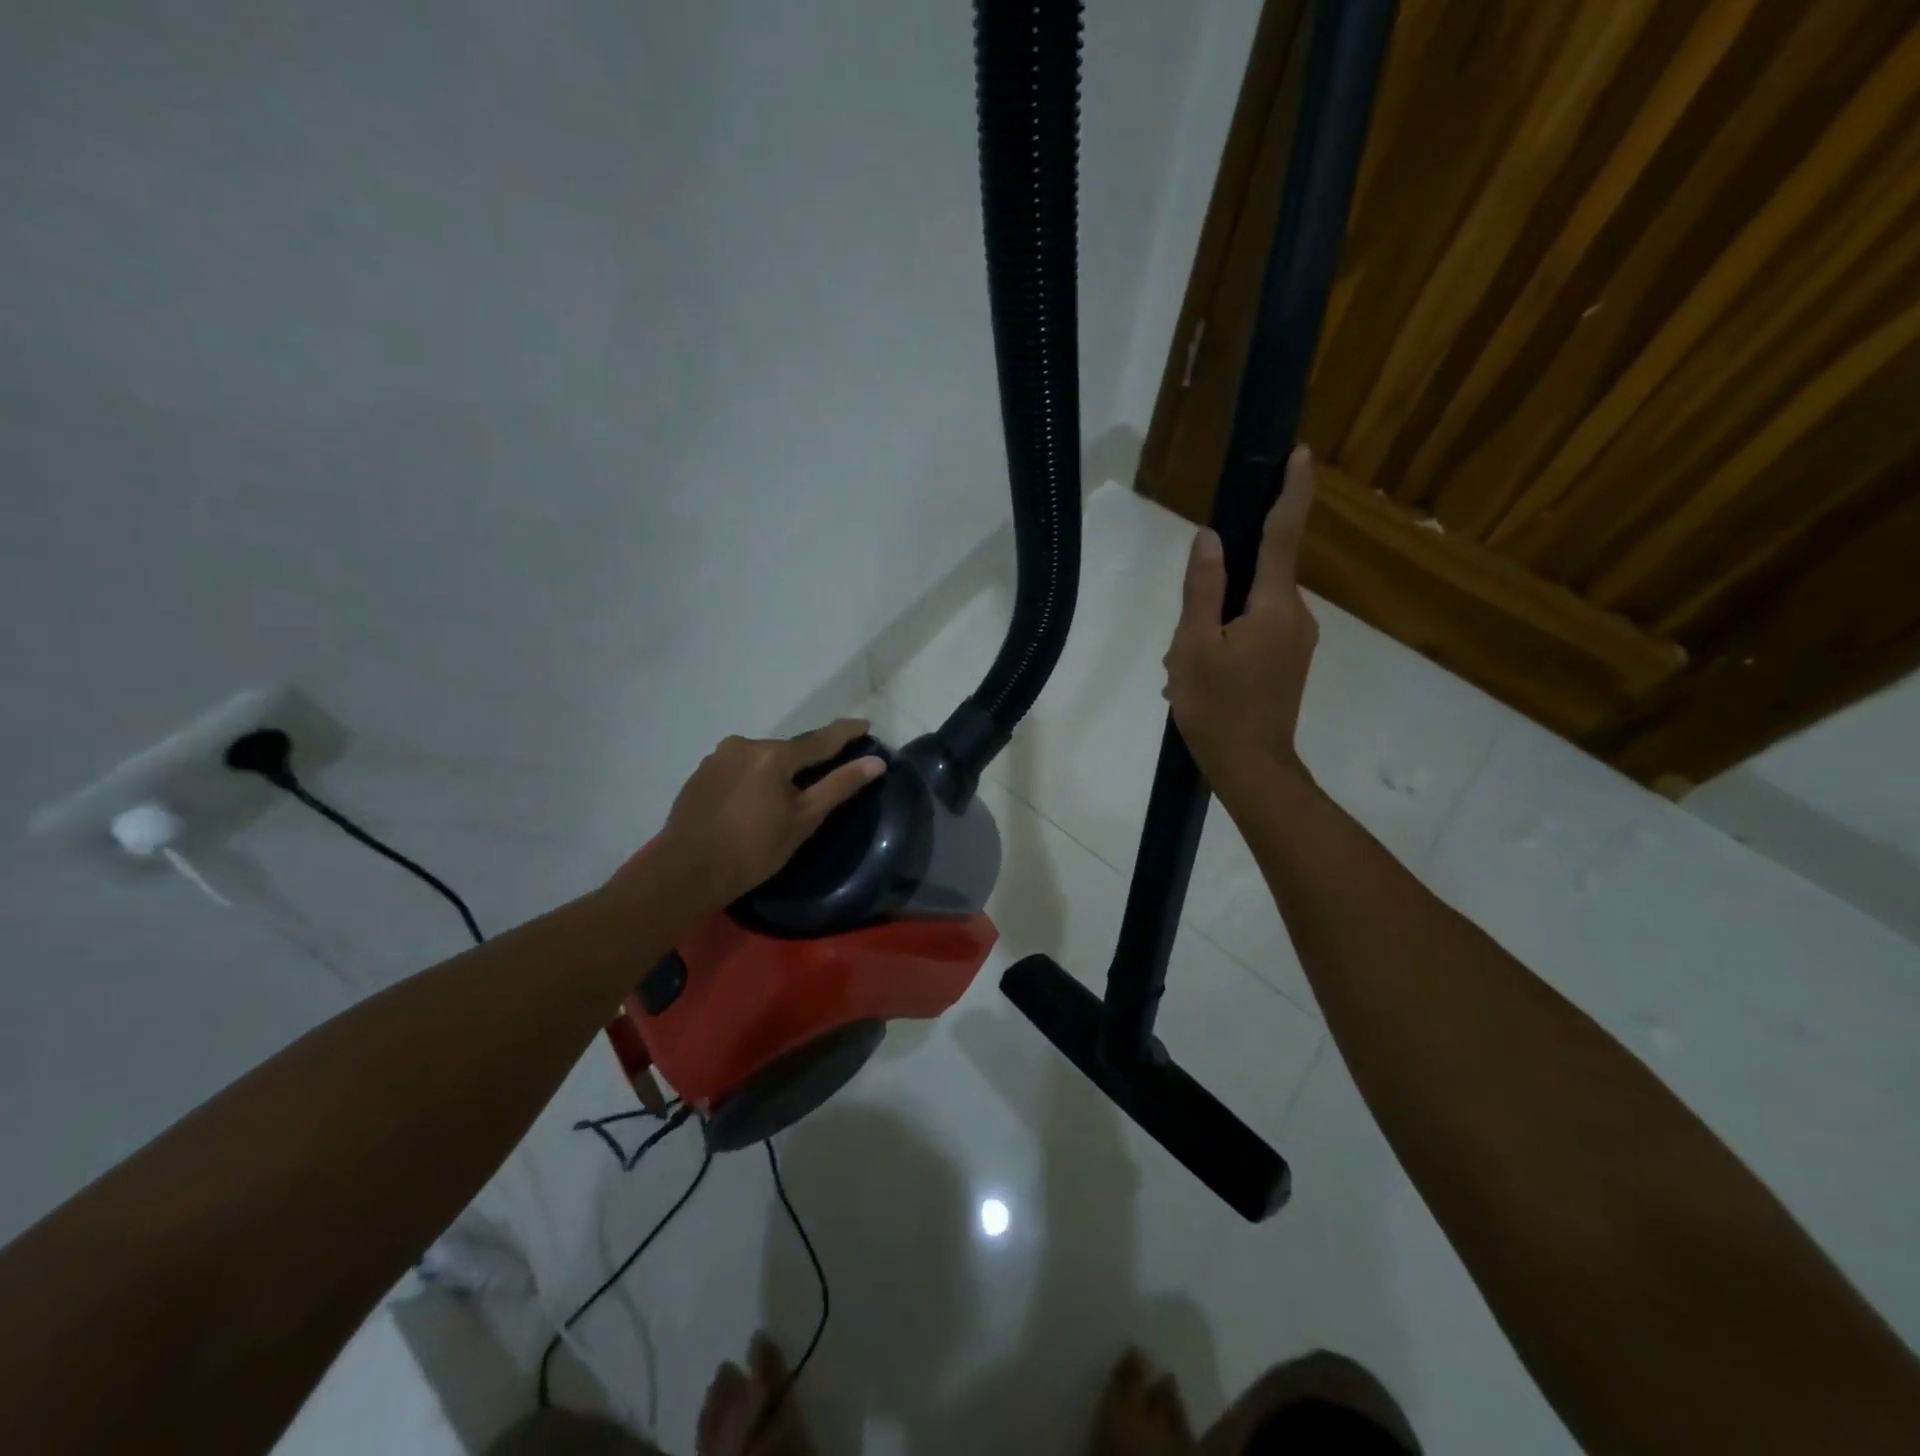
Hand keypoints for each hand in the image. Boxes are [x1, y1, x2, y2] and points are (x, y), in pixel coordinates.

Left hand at [657, 719, 884, 907]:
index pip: (820, 739)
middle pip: (788, 750)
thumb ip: (840, 786)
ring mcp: (717, 757)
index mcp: (773, 753)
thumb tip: (876, 762)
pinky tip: (752, 803)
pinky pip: (738, 769)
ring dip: (776, 772)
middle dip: (806, 762)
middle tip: (822, 780)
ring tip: (783, 798)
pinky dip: (753, 780)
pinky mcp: (700, 774)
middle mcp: (744, 744)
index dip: (846, 733)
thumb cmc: (753, 849)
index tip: (865, 724)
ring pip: (761, 759)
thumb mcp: (804, 820)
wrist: (686, 872)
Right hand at [1164, 445, 1318, 786]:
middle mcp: (1296, 616)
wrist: (1252, 769)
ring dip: (1213, 630)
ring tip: (1184, 673)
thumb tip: (1209, 538)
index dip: (1291, 491)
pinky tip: (1200, 680)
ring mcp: (1296, 642)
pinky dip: (1224, 646)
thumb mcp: (1194, 646)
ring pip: (1249, 612)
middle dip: (1214, 599)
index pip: (1283, 534)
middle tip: (1181, 646)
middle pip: (1255, 580)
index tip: (1299, 452)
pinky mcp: (1290, 663)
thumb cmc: (1217, 708)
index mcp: (1274, 606)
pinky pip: (1254, 635)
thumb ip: (1203, 588)